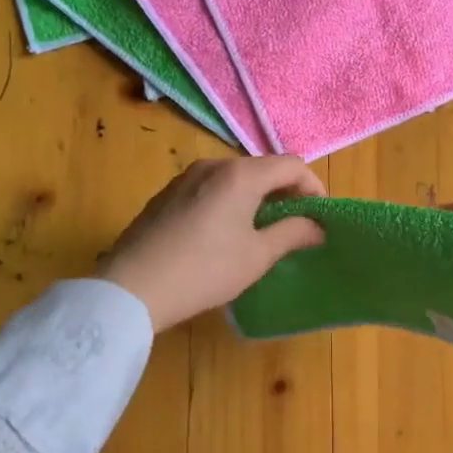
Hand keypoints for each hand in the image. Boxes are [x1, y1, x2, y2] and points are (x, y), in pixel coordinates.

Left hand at [102, 157, 326, 330]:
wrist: (132, 287)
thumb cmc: (205, 270)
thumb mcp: (256, 256)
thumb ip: (292, 233)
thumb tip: (318, 226)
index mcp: (241, 174)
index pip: (291, 165)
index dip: (313, 187)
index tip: (319, 217)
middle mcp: (213, 165)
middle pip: (262, 168)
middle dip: (285, 192)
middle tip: (294, 225)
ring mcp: (185, 177)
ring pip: (235, 177)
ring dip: (256, 197)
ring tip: (260, 231)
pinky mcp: (166, 194)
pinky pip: (210, 187)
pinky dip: (229, 201)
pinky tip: (223, 234)